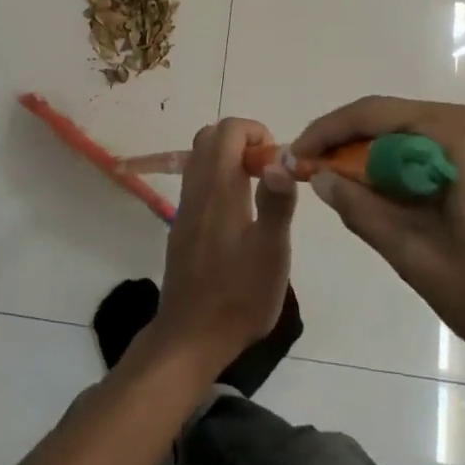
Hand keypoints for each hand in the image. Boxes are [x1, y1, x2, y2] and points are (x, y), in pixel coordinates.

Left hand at [150, 118, 296, 374]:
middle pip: (210, 137)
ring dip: (229, 158)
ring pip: (200, 158)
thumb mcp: (272, 251)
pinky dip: (218, 178)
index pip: (229, 129)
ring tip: (258, 189)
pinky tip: (239, 214)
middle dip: (242, 140)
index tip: (278, 161)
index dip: (256, 132)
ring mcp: (185, 206)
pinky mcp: (182, 225)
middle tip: (269, 171)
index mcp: (219, 187)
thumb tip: (282, 158)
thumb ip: (277, 201)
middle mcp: (197, 188)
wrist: (192, 335)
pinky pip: (197, 182)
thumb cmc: (239, 294)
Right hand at [293, 97, 464, 390]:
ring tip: (353, 199)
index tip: (294, 157)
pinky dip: (417, 175)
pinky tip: (402, 207)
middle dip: (354, 150)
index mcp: (464, 131)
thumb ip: (360, 208)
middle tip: (318, 181)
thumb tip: (320, 176)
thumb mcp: (416, 253)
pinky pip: (450, 156)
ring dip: (385, 165)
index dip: (327, 132)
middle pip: (400, 122)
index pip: (375, 113)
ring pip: (424, 141)